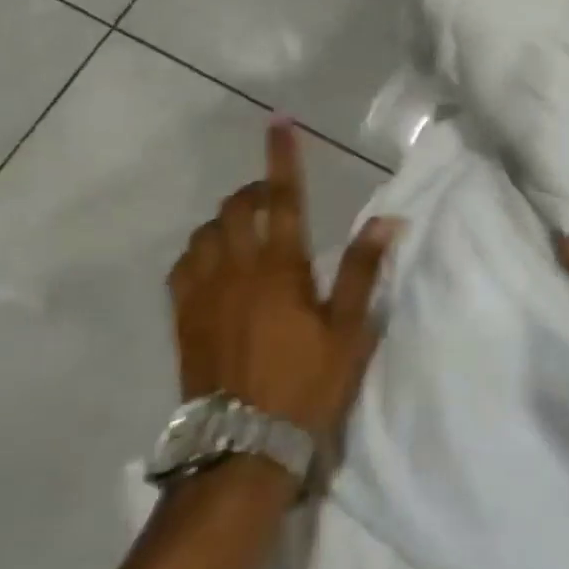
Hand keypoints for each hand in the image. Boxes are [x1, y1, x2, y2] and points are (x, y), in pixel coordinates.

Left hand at [168, 118, 399, 443]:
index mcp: (282, 268)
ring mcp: (203, 291)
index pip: (283, 197)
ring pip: (206, 232)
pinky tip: (212, 264)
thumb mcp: (349, 331)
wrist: (244, 446)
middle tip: (274, 200)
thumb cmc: (307, 386)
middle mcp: (237, 268)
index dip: (282, 156)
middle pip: (237, 207)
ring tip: (246, 233)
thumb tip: (385, 219)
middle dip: (254, 190)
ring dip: (227, 220)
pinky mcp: (183, 316)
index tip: (280, 122)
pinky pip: (182, 264)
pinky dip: (199, 251)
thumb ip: (363, 270)